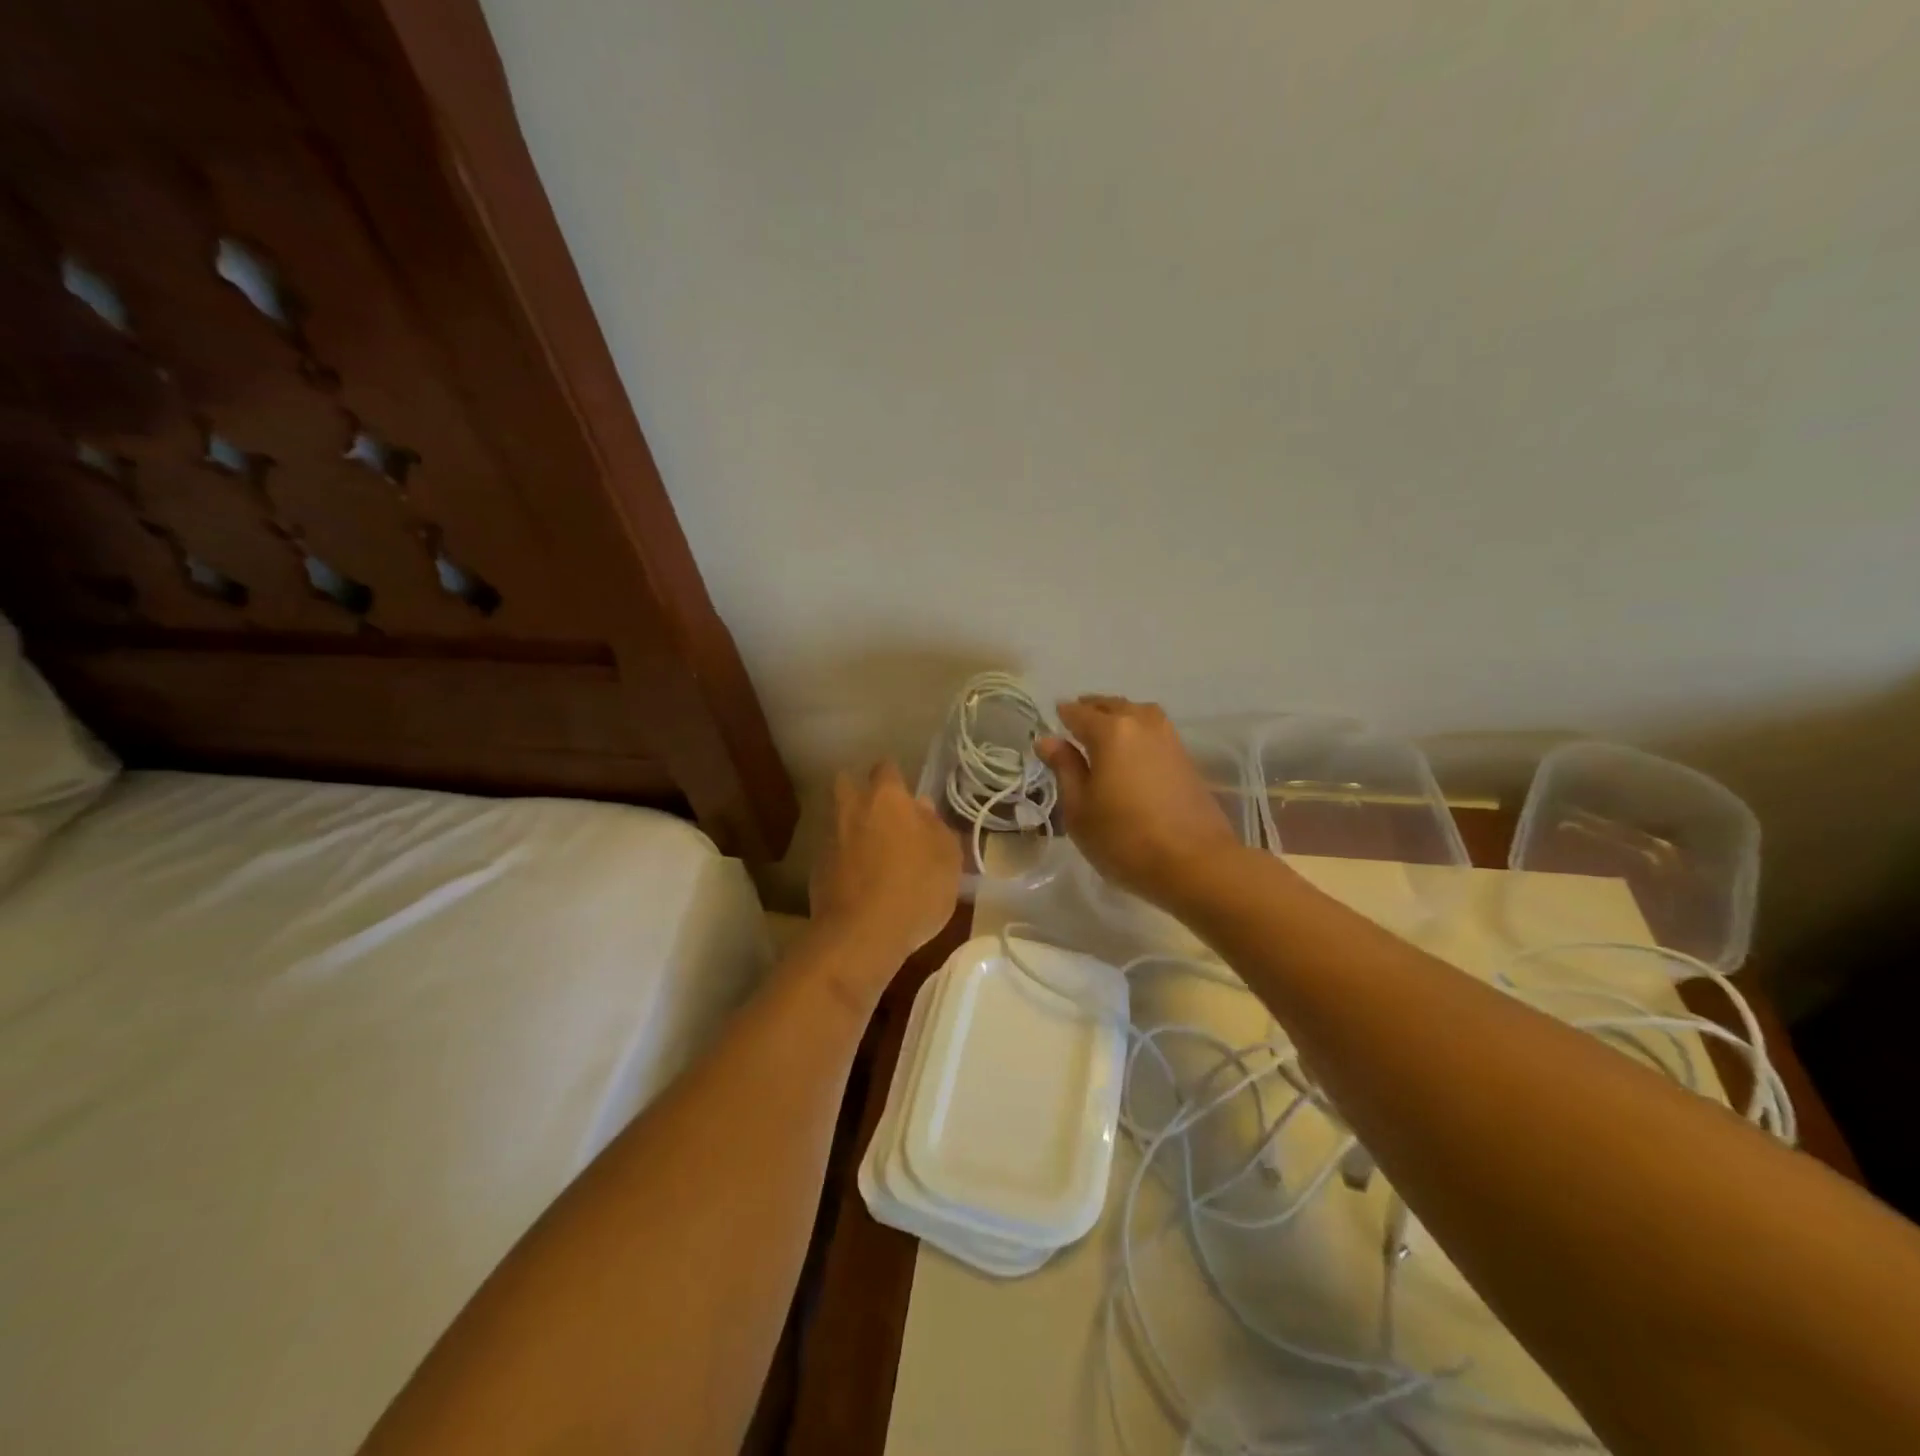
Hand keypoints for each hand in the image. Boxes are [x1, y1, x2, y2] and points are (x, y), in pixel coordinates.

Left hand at [810, 761, 961, 967]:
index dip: (897, 779)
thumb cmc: (916, 889)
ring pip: (838, 818)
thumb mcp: (948, 858)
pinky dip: (843, 859)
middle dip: (860, 792)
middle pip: (847, 783)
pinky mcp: (816, 869)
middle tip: (881, 814)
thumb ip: (936, 826)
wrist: (861, 935)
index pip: (886, 768)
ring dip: (852, 827)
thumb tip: (922, 808)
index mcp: (886, 798)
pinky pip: (832, 851)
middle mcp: (852, 809)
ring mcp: (829, 838)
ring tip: (873, 851)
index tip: (908, 796)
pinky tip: (859, 879)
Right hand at [1036, 696, 1242, 906]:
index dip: (1061, 716)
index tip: (1051, 722)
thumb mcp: (1079, 809)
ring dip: (1118, 716)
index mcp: (1111, 731)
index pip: (1078, 713)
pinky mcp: (1186, 758)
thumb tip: (1048, 740)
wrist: (1196, 864)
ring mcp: (1169, 739)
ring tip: (1103, 733)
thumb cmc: (1124, 839)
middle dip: (1091, 710)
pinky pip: (1153, 731)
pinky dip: (1137, 732)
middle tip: (1074, 723)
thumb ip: (1064, 769)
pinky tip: (1130, 752)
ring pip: (1137, 714)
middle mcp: (1141, 724)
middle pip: (1111, 706)